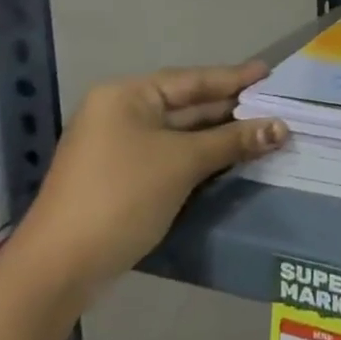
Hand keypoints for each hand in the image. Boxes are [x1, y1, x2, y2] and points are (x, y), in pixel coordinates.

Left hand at [9, 62, 285, 304]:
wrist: (59, 268)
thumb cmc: (122, 196)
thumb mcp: (183, 163)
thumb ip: (233, 141)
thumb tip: (281, 127)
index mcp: (127, 96)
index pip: (191, 80)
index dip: (233, 77)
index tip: (268, 72)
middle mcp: (119, 113)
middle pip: (185, 104)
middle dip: (229, 108)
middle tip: (273, 103)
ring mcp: (117, 147)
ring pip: (179, 133)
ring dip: (218, 134)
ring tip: (262, 128)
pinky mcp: (120, 177)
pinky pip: (169, 154)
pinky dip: (200, 154)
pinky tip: (230, 156)